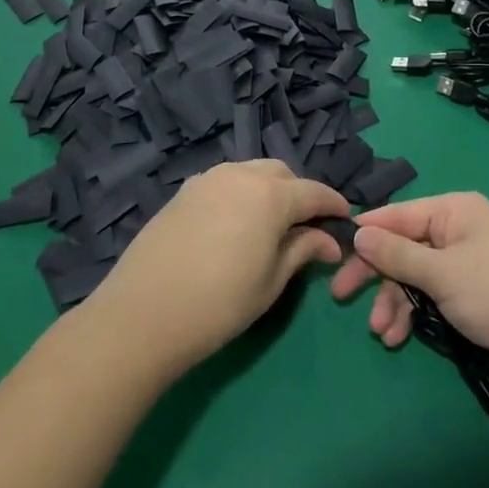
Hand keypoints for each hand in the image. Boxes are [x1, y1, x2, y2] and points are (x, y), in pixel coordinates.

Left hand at [88, 162, 349, 374]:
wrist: (143, 314)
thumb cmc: (219, 304)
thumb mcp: (271, 283)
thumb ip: (302, 251)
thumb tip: (329, 242)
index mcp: (270, 194)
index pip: (314, 192)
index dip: (333, 205)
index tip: (345, 221)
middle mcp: (241, 175)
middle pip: (282, 174)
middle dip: (299, 194)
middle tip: (305, 228)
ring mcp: (208, 179)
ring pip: (251, 173)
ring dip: (269, 190)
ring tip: (270, 226)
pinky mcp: (184, 191)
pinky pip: (224, 182)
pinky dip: (240, 194)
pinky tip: (235, 225)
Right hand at [329, 192, 488, 387]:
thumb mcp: (440, 272)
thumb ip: (396, 254)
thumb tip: (359, 233)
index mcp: (453, 210)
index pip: (398, 214)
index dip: (367, 233)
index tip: (336, 251)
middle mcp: (458, 229)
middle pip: (404, 246)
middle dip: (377, 275)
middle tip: (342, 295)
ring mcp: (466, 262)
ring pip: (416, 275)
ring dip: (395, 301)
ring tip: (382, 332)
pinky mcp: (472, 293)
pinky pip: (432, 294)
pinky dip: (415, 312)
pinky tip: (399, 336)